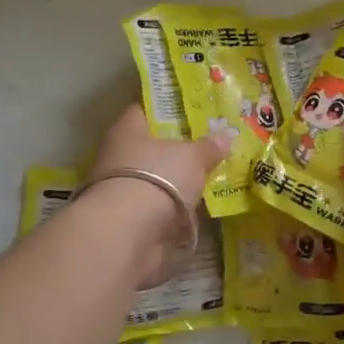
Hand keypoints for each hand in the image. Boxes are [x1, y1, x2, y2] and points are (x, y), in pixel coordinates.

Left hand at [86, 104, 224, 285]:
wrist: (128, 233)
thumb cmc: (158, 177)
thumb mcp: (192, 156)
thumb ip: (208, 147)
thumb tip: (225, 137)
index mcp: (127, 130)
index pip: (144, 111)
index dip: (167, 110)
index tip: (191, 112)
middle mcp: (118, 156)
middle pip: (149, 147)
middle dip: (175, 150)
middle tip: (206, 148)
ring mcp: (120, 190)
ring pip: (152, 179)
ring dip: (173, 183)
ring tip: (206, 181)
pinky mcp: (126, 220)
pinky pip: (155, 208)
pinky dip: (171, 210)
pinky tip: (194, 210)